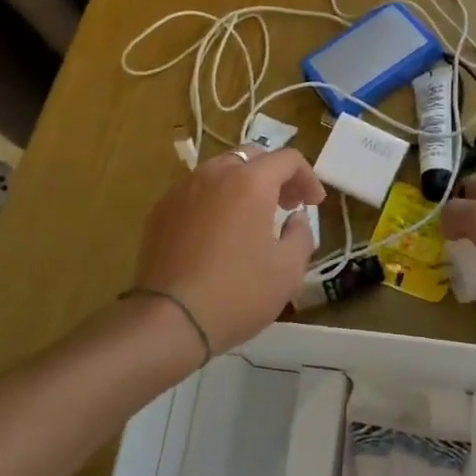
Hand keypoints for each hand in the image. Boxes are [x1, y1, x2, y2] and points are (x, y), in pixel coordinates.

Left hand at [134, 146, 325, 355]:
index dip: (308, 177)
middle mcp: (215, 173)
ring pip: (220, 169)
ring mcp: (183, 188)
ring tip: (251, 216)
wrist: (169, 319)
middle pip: (252, 156)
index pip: (288, 159)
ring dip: (243, 183)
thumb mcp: (288, 270)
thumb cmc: (237, 293)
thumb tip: (295, 219)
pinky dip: (215, 198)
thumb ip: (301, 234)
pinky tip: (217, 231)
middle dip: (275, 175)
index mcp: (250, 181)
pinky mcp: (161, 209)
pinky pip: (196, 190)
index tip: (314, 204)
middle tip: (286, 205)